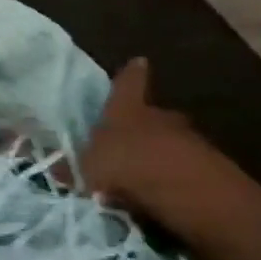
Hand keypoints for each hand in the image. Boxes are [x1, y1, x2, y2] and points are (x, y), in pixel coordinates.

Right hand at [76, 58, 260, 259]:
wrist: (196, 197)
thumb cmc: (131, 168)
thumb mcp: (87, 169)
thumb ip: (70, 167)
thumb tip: (46, 165)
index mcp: (130, 110)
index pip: (128, 84)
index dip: (131, 75)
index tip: (139, 61)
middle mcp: (162, 119)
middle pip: (153, 115)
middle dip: (143, 125)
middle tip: (129, 139)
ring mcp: (193, 144)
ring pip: (172, 143)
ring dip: (160, 155)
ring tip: (143, 176)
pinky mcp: (214, 174)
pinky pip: (187, 171)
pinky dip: (175, 181)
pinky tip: (163, 198)